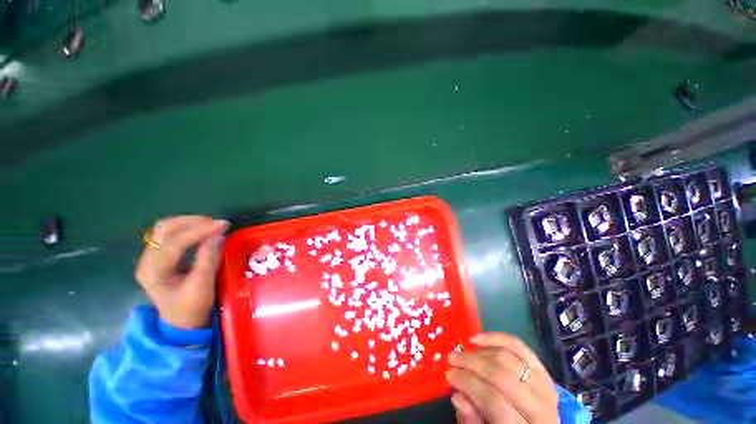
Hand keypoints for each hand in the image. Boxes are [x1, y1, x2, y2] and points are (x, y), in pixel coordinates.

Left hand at [135, 216, 228, 328]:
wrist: (182, 323)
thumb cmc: (191, 308)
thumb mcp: (202, 286)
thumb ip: (208, 259)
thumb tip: (218, 235)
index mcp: (153, 271)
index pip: (175, 242)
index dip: (200, 231)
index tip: (224, 225)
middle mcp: (147, 260)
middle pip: (165, 229)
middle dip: (193, 222)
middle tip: (217, 223)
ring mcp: (152, 258)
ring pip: (166, 229)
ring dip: (190, 223)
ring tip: (212, 225)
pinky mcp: (160, 257)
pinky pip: (171, 235)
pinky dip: (188, 228)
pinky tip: (203, 230)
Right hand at [447, 333, 558, 423]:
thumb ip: (472, 419)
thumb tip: (457, 395)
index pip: (495, 402)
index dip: (469, 385)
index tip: (449, 374)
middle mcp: (541, 407)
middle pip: (501, 376)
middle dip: (471, 364)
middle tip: (452, 360)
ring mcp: (544, 386)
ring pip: (507, 358)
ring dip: (479, 352)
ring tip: (462, 352)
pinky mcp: (543, 370)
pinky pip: (519, 347)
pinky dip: (496, 338)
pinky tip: (477, 338)